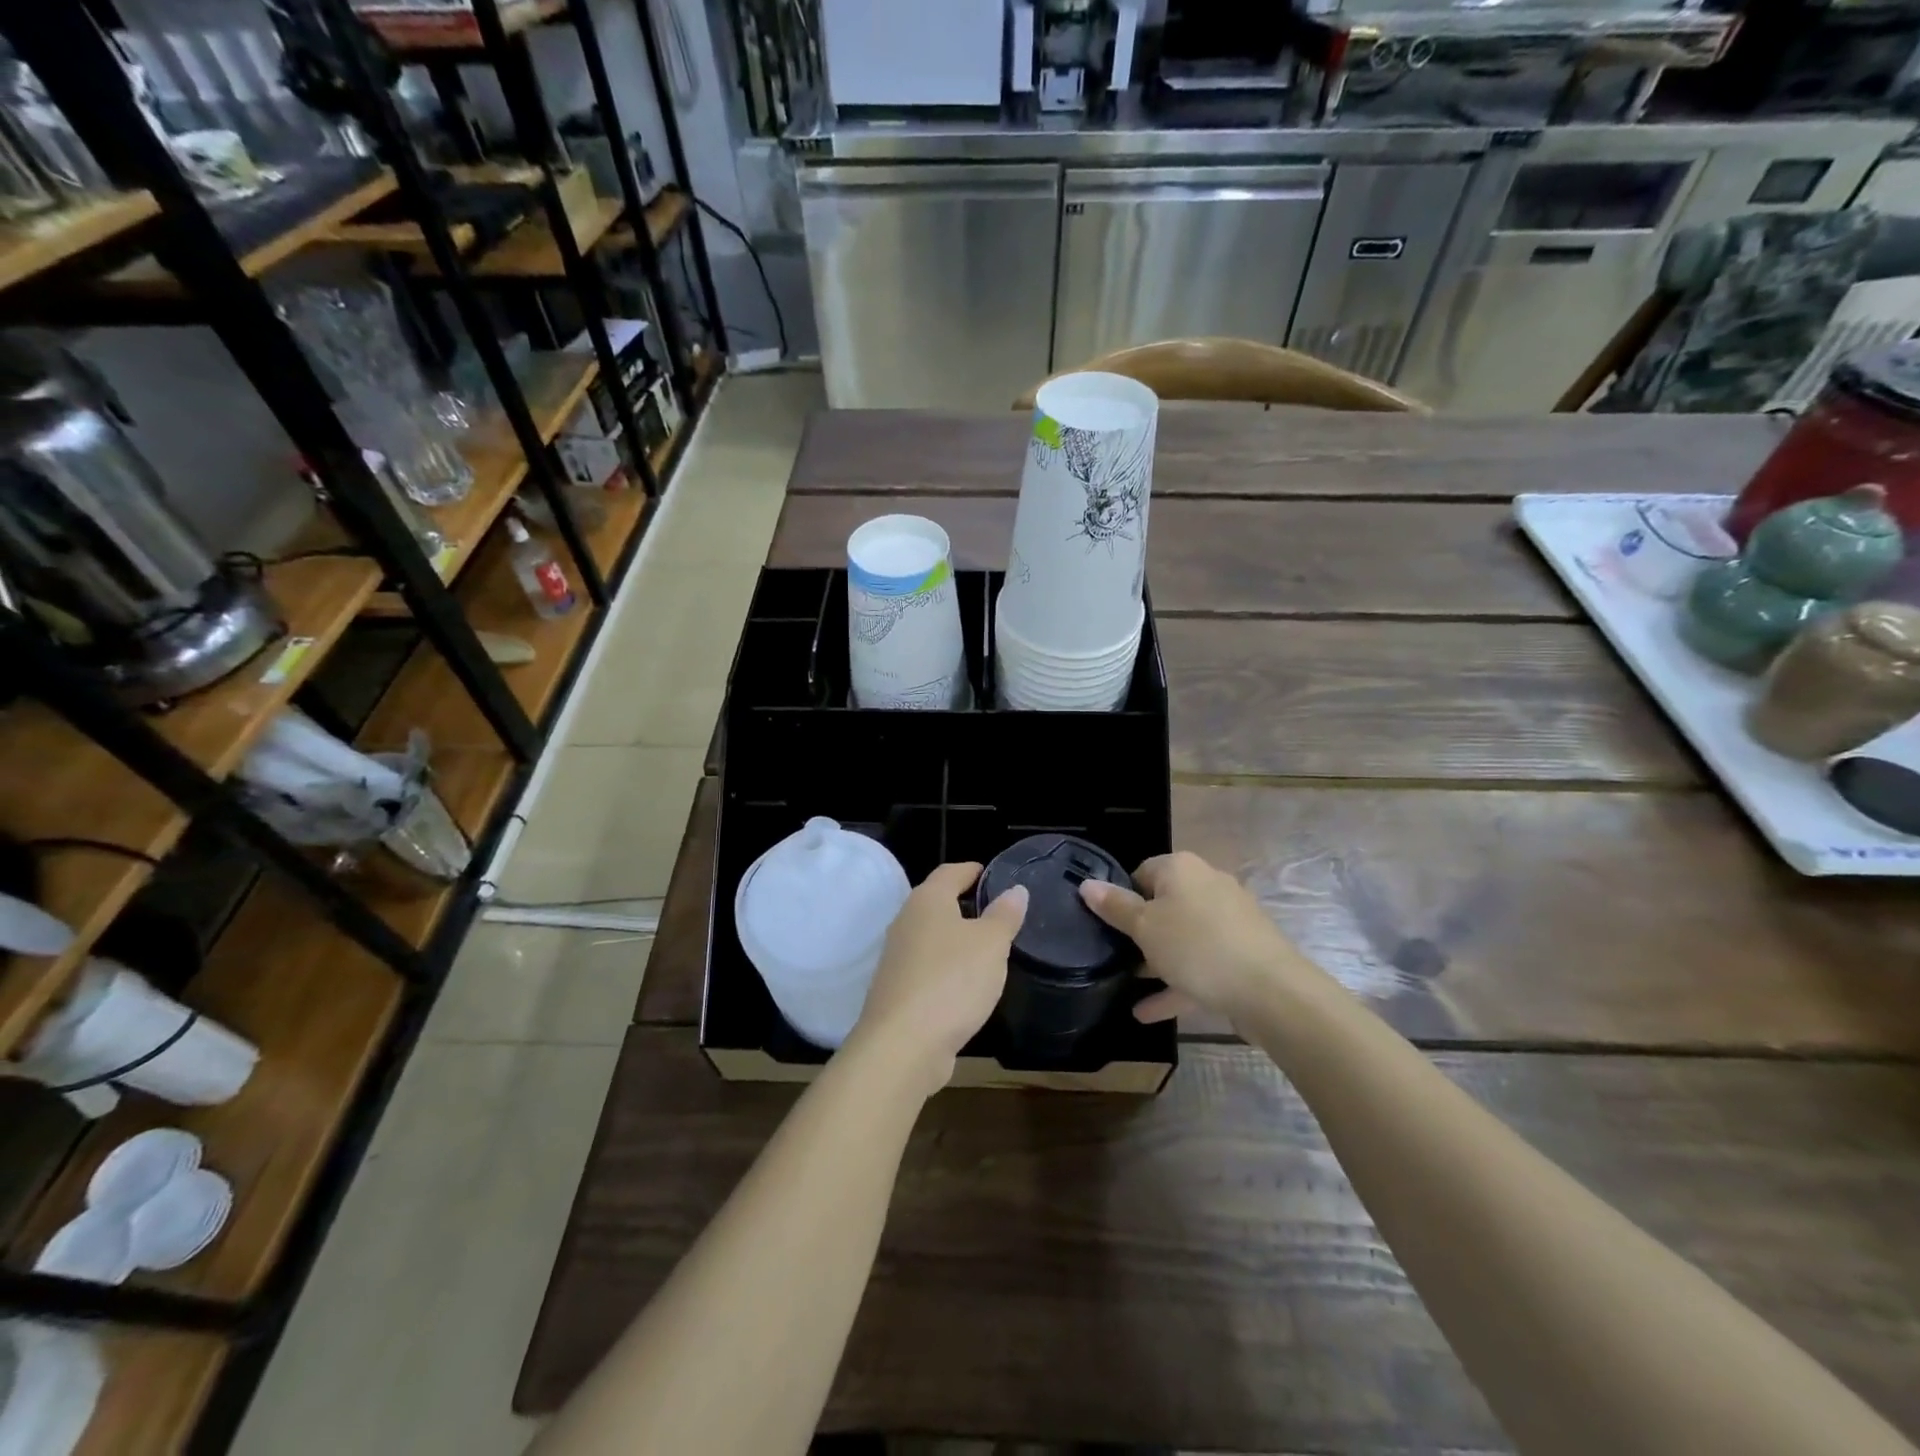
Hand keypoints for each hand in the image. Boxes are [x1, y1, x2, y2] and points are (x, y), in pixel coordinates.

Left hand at [847, 862, 1027, 1096]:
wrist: (903, 1045)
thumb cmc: (952, 981)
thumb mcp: (991, 944)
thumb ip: (1004, 915)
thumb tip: (1015, 890)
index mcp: (927, 901)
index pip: (950, 872)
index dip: (973, 871)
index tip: (994, 876)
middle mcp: (905, 922)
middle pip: (938, 903)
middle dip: (966, 905)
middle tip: (999, 914)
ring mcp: (897, 958)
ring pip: (932, 937)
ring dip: (957, 940)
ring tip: (989, 950)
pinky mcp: (897, 990)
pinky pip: (928, 968)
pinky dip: (947, 969)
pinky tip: (966, 985)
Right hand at [1079, 850, 1311, 1027]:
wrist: (1271, 991)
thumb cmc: (1197, 947)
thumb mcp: (1145, 927)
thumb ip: (1115, 907)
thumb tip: (1086, 884)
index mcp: (1182, 870)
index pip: (1141, 872)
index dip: (1121, 896)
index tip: (1105, 923)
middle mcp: (1207, 886)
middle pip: (1163, 905)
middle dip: (1139, 932)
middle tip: (1112, 954)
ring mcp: (1228, 921)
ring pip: (1182, 938)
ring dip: (1156, 962)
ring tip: (1126, 983)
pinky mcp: (1241, 954)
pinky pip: (1200, 965)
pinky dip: (1177, 984)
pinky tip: (1148, 1012)